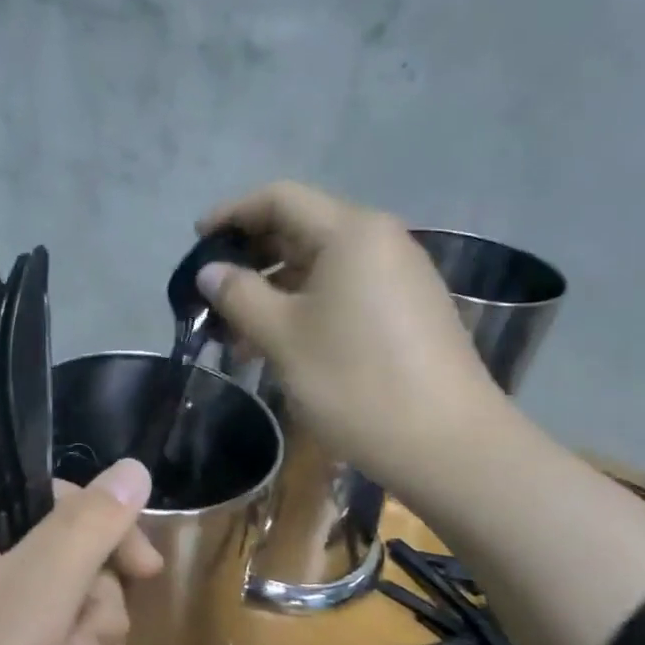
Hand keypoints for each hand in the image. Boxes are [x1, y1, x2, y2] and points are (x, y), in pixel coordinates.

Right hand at [196, 181, 505, 492]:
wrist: (447, 445)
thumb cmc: (355, 381)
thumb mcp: (283, 336)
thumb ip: (239, 295)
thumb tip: (210, 272)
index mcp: (351, 233)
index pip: (279, 199)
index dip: (232, 214)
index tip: (197, 242)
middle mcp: (380, 241)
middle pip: (301, 229)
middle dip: (251, 258)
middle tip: (213, 295)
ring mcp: (398, 277)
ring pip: (320, 266)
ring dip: (273, 291)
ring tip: (237, 336)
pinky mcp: (407, 311)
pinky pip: (343, 291)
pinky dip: (304, 308)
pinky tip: (280, 345)